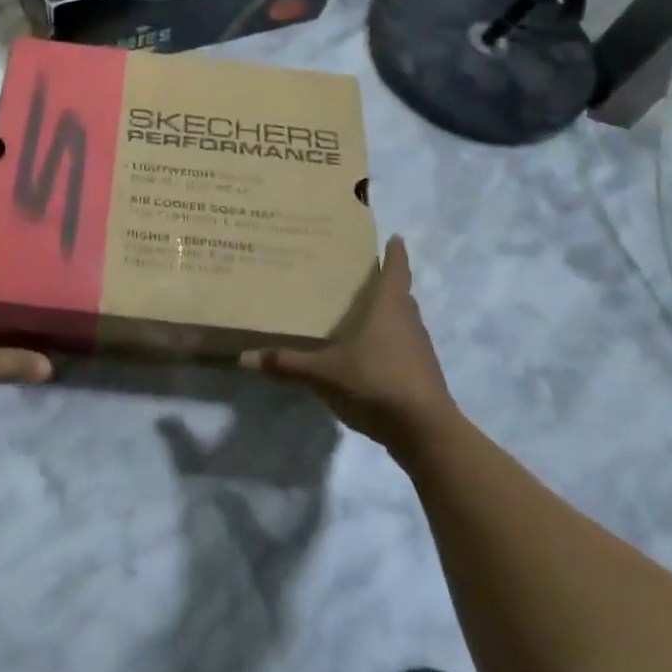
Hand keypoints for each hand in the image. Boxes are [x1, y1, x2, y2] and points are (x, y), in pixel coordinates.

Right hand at [244, 236, 452, 452]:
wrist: (426, 434)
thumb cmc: (377, 383)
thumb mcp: (324, 374)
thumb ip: (287, 364)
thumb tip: (245, 357)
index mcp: (390, 307)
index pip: (397, 270)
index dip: (396, 253)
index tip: (395, 237)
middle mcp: (409, 322)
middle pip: (401, 295)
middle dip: (386, 284)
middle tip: (362, 275)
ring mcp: (420, 351)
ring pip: (404, 323)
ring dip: (388, 316)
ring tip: (362, 314)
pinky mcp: (423, 377)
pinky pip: (405, 349)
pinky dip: (390, 345)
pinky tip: (369, 357)